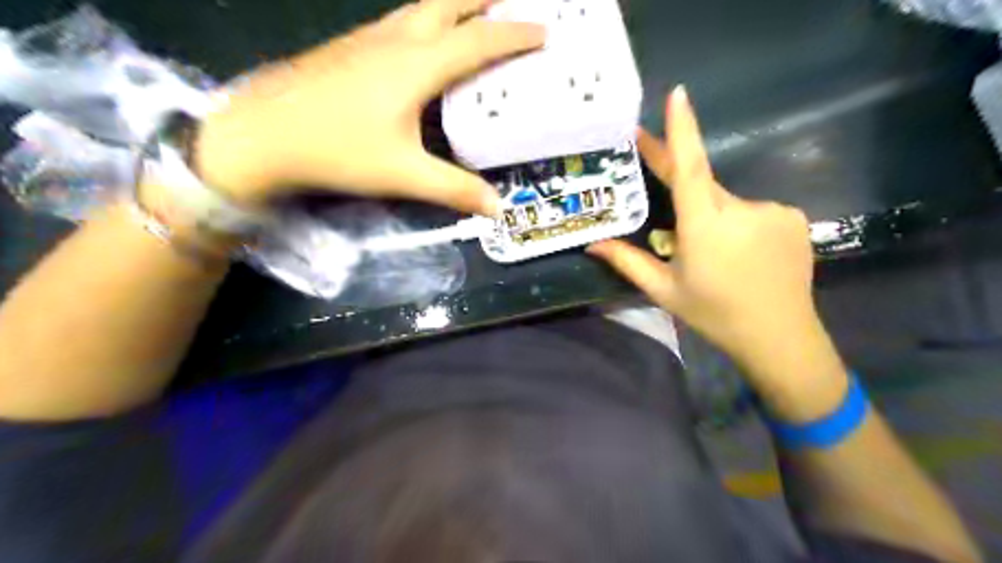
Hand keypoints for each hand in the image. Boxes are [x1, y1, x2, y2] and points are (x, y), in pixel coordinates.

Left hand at [192, 0, 544, 215]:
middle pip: (448, 3)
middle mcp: (396, 40)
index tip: (544, 31)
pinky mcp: (349, 48)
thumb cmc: (336, 151)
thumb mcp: (403, 174)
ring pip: (421, 8)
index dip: (514, 36)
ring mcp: (368, 39)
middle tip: (511, 3)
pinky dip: (427, 20)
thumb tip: (496, 208)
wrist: (261, 135)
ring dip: (454, 5)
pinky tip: (424, 39)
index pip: (477, 41)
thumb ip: (454, 188)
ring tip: (476, 13)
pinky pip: (399, 21)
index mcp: (416, 65)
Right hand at [590, 86, 816, 368]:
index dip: (681, 130)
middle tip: (678, 229)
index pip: (691, 167)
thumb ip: (627, 262)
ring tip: (720, 259)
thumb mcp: (664, 290)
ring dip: (716, 220)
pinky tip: (746, 256)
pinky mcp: (794, 217)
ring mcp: (773, 210)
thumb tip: (593, 244)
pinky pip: (755, 211)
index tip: (676, 95)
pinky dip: (743, 225)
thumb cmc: (713, 314)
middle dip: (685, 194)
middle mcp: (740, 208)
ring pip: (729, 203)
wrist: (779, 337)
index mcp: (704, 225)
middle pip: (704, 186)